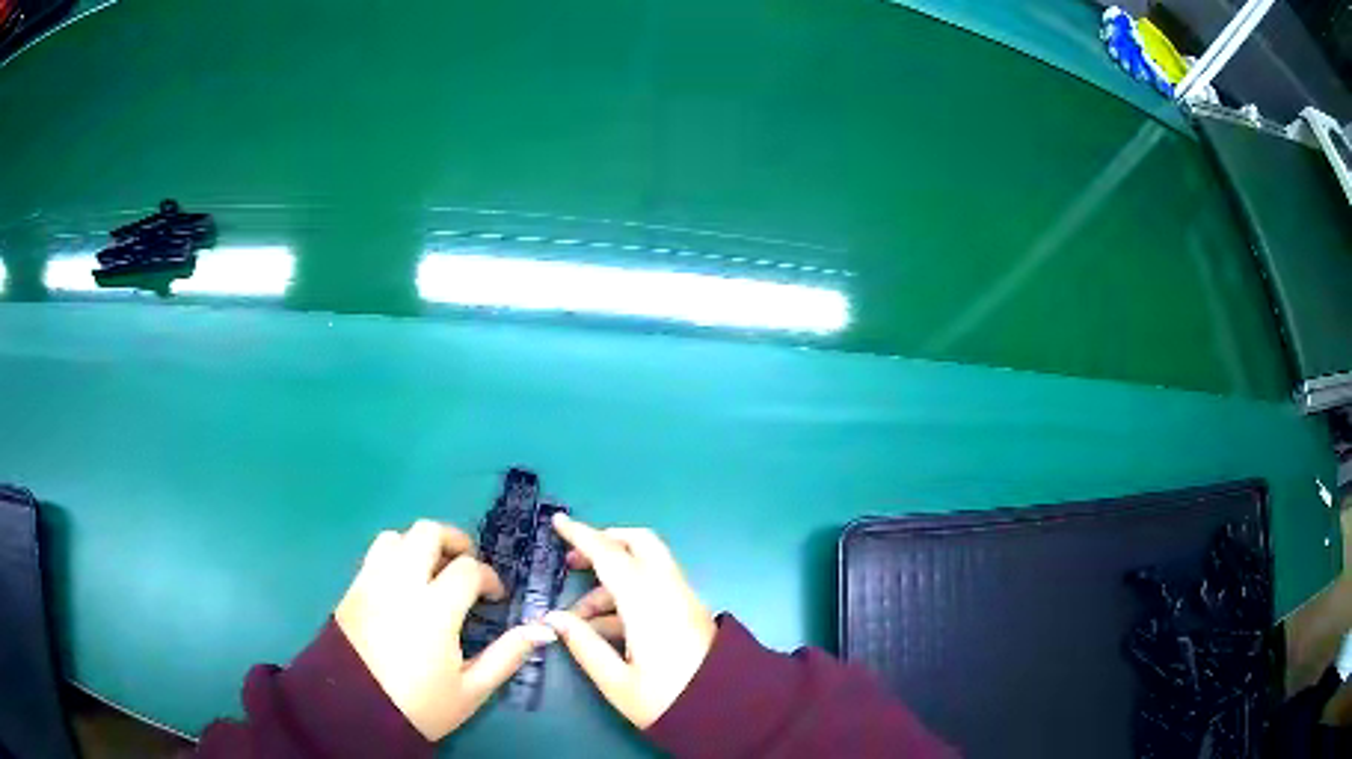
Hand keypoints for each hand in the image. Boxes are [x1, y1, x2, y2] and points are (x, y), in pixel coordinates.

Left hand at [335, 520, 555, 740]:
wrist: (355, 712)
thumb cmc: (419, 705)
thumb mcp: (471, 690)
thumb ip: (506, 655)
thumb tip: (542, 629)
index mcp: (434, 608)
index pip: (467, 568)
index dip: (488, 577)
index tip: (495, 596)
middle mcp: (400, 583)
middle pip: (426, 533)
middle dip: (453, 541)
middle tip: (465, 565)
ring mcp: (371, 582)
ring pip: (395, 537)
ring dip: (418, 546)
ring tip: (431, 572)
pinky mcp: (352, 589)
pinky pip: (374, 555)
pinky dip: (394, 557)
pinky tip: (403, 586)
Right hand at [544, 515, 716, 728]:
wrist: (727, 712)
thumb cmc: (668, 700)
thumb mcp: (617, 681)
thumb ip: (583, 645)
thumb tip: (552, 618)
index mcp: (647, 604)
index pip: (611, 556)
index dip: (582, 536)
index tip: (558, 521)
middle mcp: (669, 591)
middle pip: (640, 544)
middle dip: (605, 543)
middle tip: (573, 563)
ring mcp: (684, 598)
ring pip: (646, 566)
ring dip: (611, 579)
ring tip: (579, 618)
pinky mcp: (690, 611)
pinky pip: (655, 586)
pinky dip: (628, 592)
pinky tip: (604, 627)